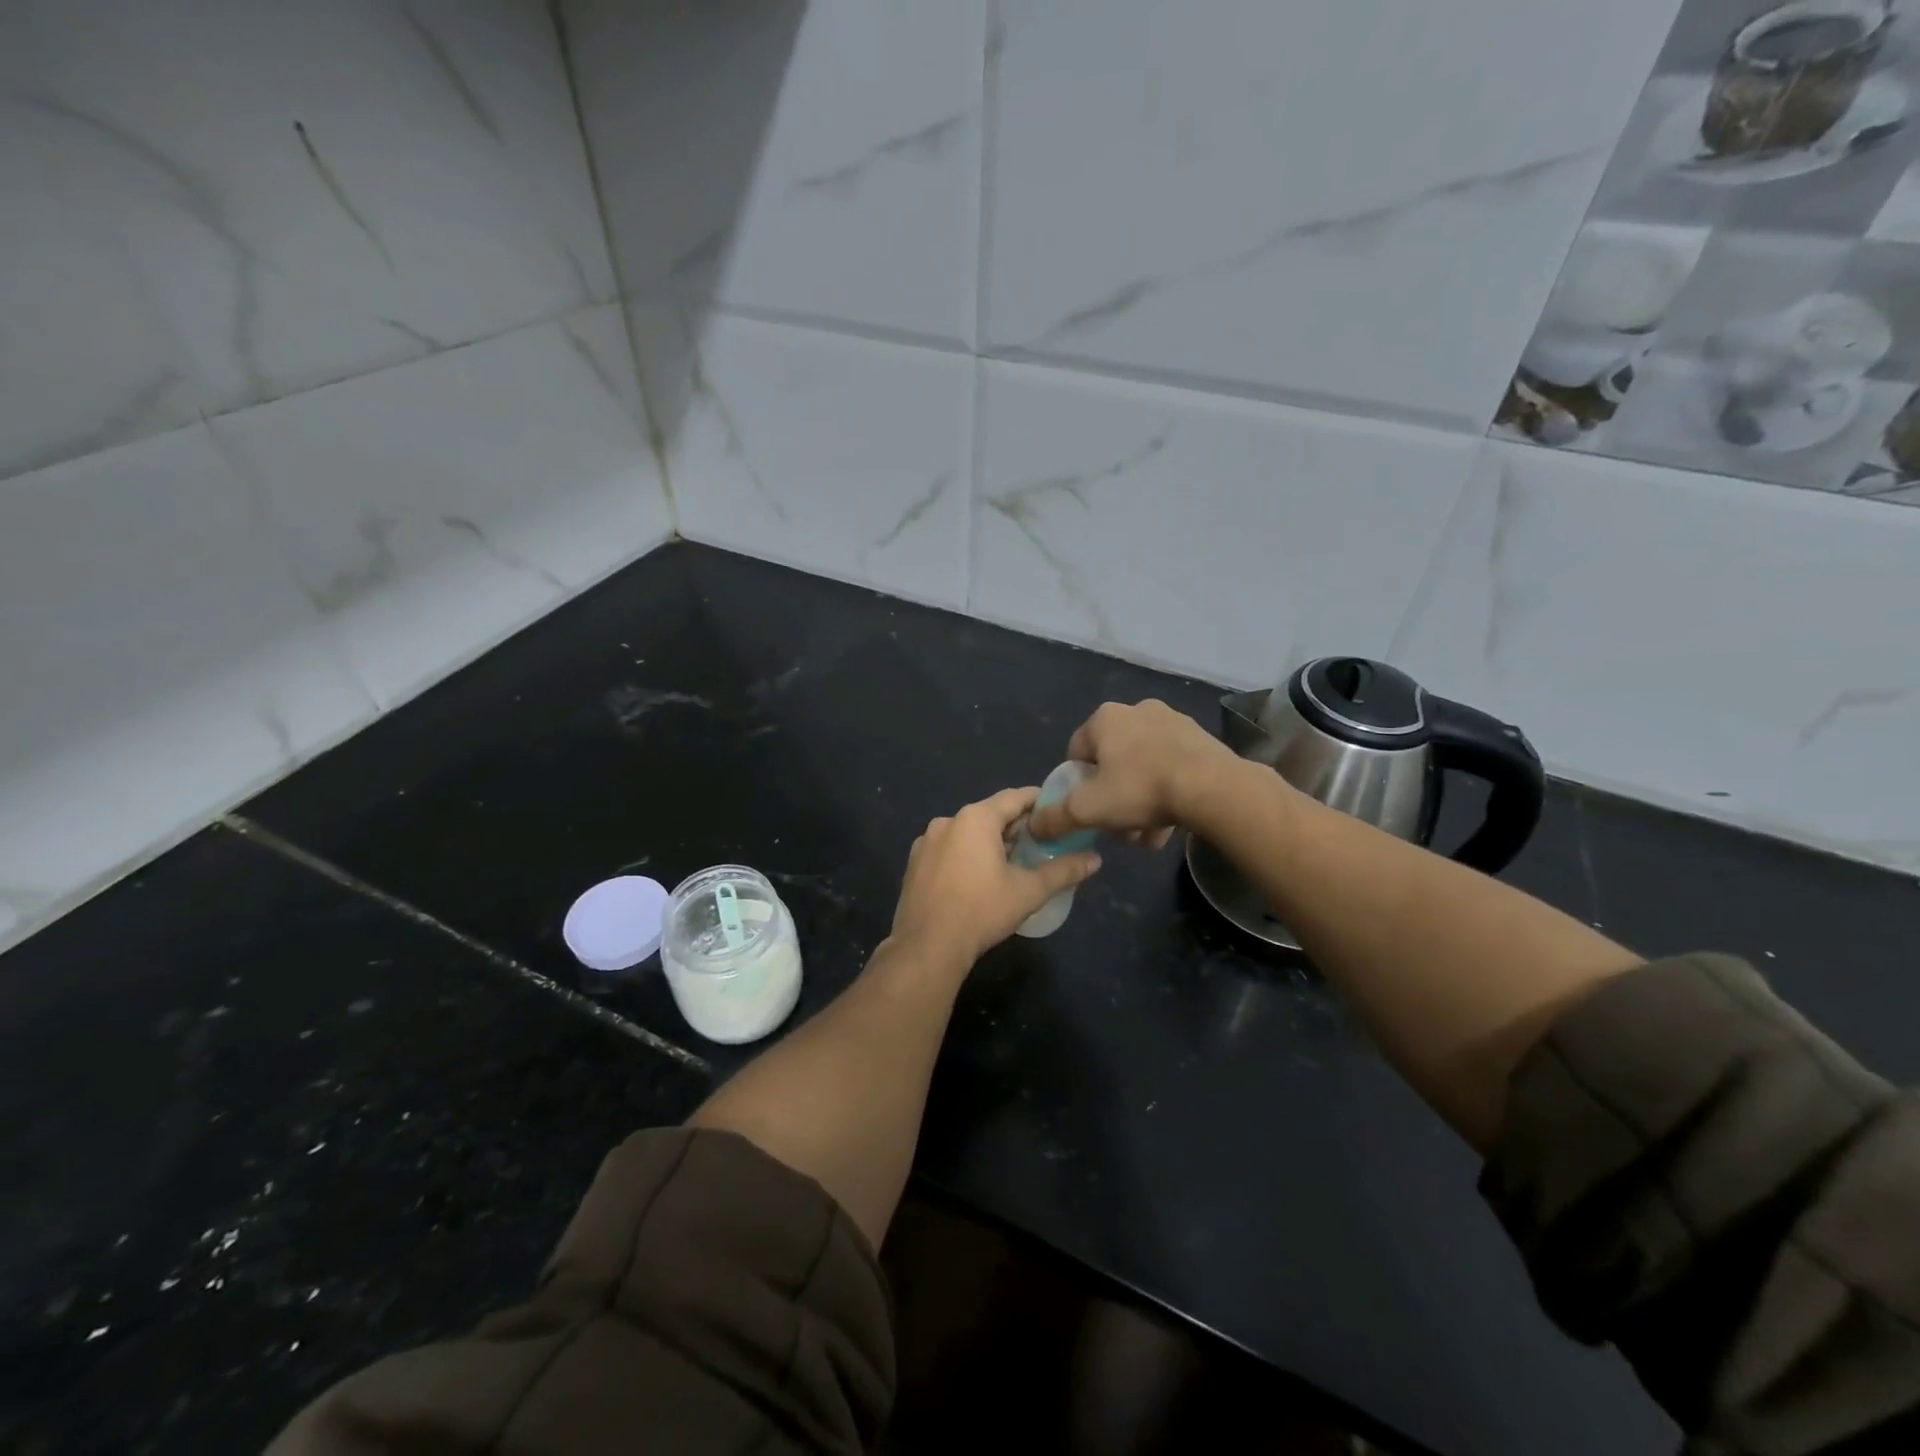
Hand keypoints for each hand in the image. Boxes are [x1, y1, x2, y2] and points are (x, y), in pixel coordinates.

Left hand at [889, 787, 1102, 966]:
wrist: (927, 947)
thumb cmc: (981, 911)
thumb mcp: (1029, 891)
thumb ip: (1064, 871)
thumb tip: (1096, 859)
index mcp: (975, 818)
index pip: (1015, 797)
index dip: (1039, 801)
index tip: (1057, 811)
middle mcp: (948, 821)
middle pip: (990, 814)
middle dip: (1016, 826)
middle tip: (1041, 843)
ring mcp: (926, 841)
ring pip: (967, 832)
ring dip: (990, 842)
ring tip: (1013, 863)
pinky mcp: (915, 863)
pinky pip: (948, 849)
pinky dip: (966, 855)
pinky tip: (978, 879)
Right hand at [1027, 700, 1238, 844]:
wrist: (1214, 788)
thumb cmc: (1141, 790)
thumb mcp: (1088, 809)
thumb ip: (1055, 817)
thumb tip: (1033, 825)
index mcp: (1105, 718)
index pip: (1076, 753)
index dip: (1077, 786)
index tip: (1088, 811)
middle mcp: (1136, 710)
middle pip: (1112, 763)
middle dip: (1112, 799)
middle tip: (1119, 828)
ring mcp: (1172, 721)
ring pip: (1143, 769)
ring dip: (1140, 802)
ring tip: (1148, 835)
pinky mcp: (1200, 738)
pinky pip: (1171, 767)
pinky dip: (1166, 793)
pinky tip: (1171, 824)